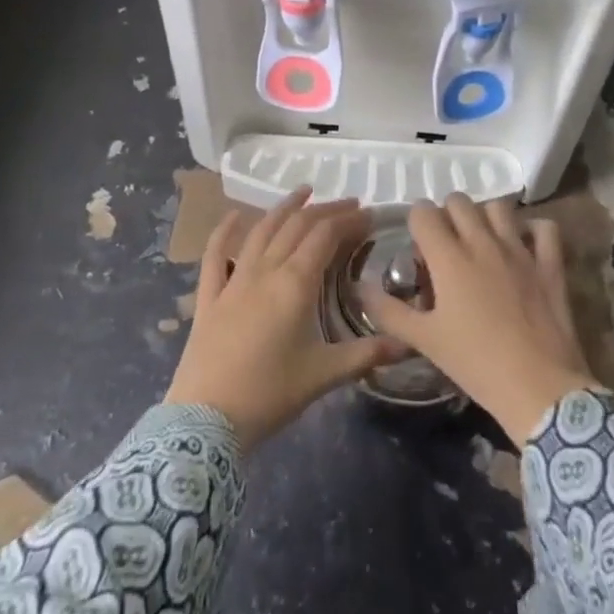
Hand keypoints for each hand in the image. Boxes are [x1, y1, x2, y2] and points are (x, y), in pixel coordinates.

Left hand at [164, 188, 404, 452]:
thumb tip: (407, 344)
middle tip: (349, 203)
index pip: (325, 236)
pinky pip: (215, 255)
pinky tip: (234, 216)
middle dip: (325, 210)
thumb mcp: (324, 375)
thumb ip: (366, 355)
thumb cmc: (269, 395)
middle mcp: (265, 271)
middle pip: (297, 227)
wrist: (205, 420)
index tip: (368, 214)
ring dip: (284, 208)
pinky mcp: (209, 297)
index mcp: (295, 284)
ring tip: (304, 192)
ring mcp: (233, 281)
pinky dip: (225, 232)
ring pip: (261, 231)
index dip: (348, 220)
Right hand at [366, 195, 596, 445]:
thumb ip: (389, 311)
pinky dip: (533, 230)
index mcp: (449, 258)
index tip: (418, 246)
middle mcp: (483, 242)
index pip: (424, 213)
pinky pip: (544, 227)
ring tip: (482, 241)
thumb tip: (360, 288)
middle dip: (447, 214)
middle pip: (459, 201)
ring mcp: (520, 249)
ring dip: (486, 216)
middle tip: (446, 245)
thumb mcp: (425, 341)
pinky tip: (525, 245)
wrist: (538, 388)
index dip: (416, 223)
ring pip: (499, 207)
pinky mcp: (550, 263)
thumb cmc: (475, 364)